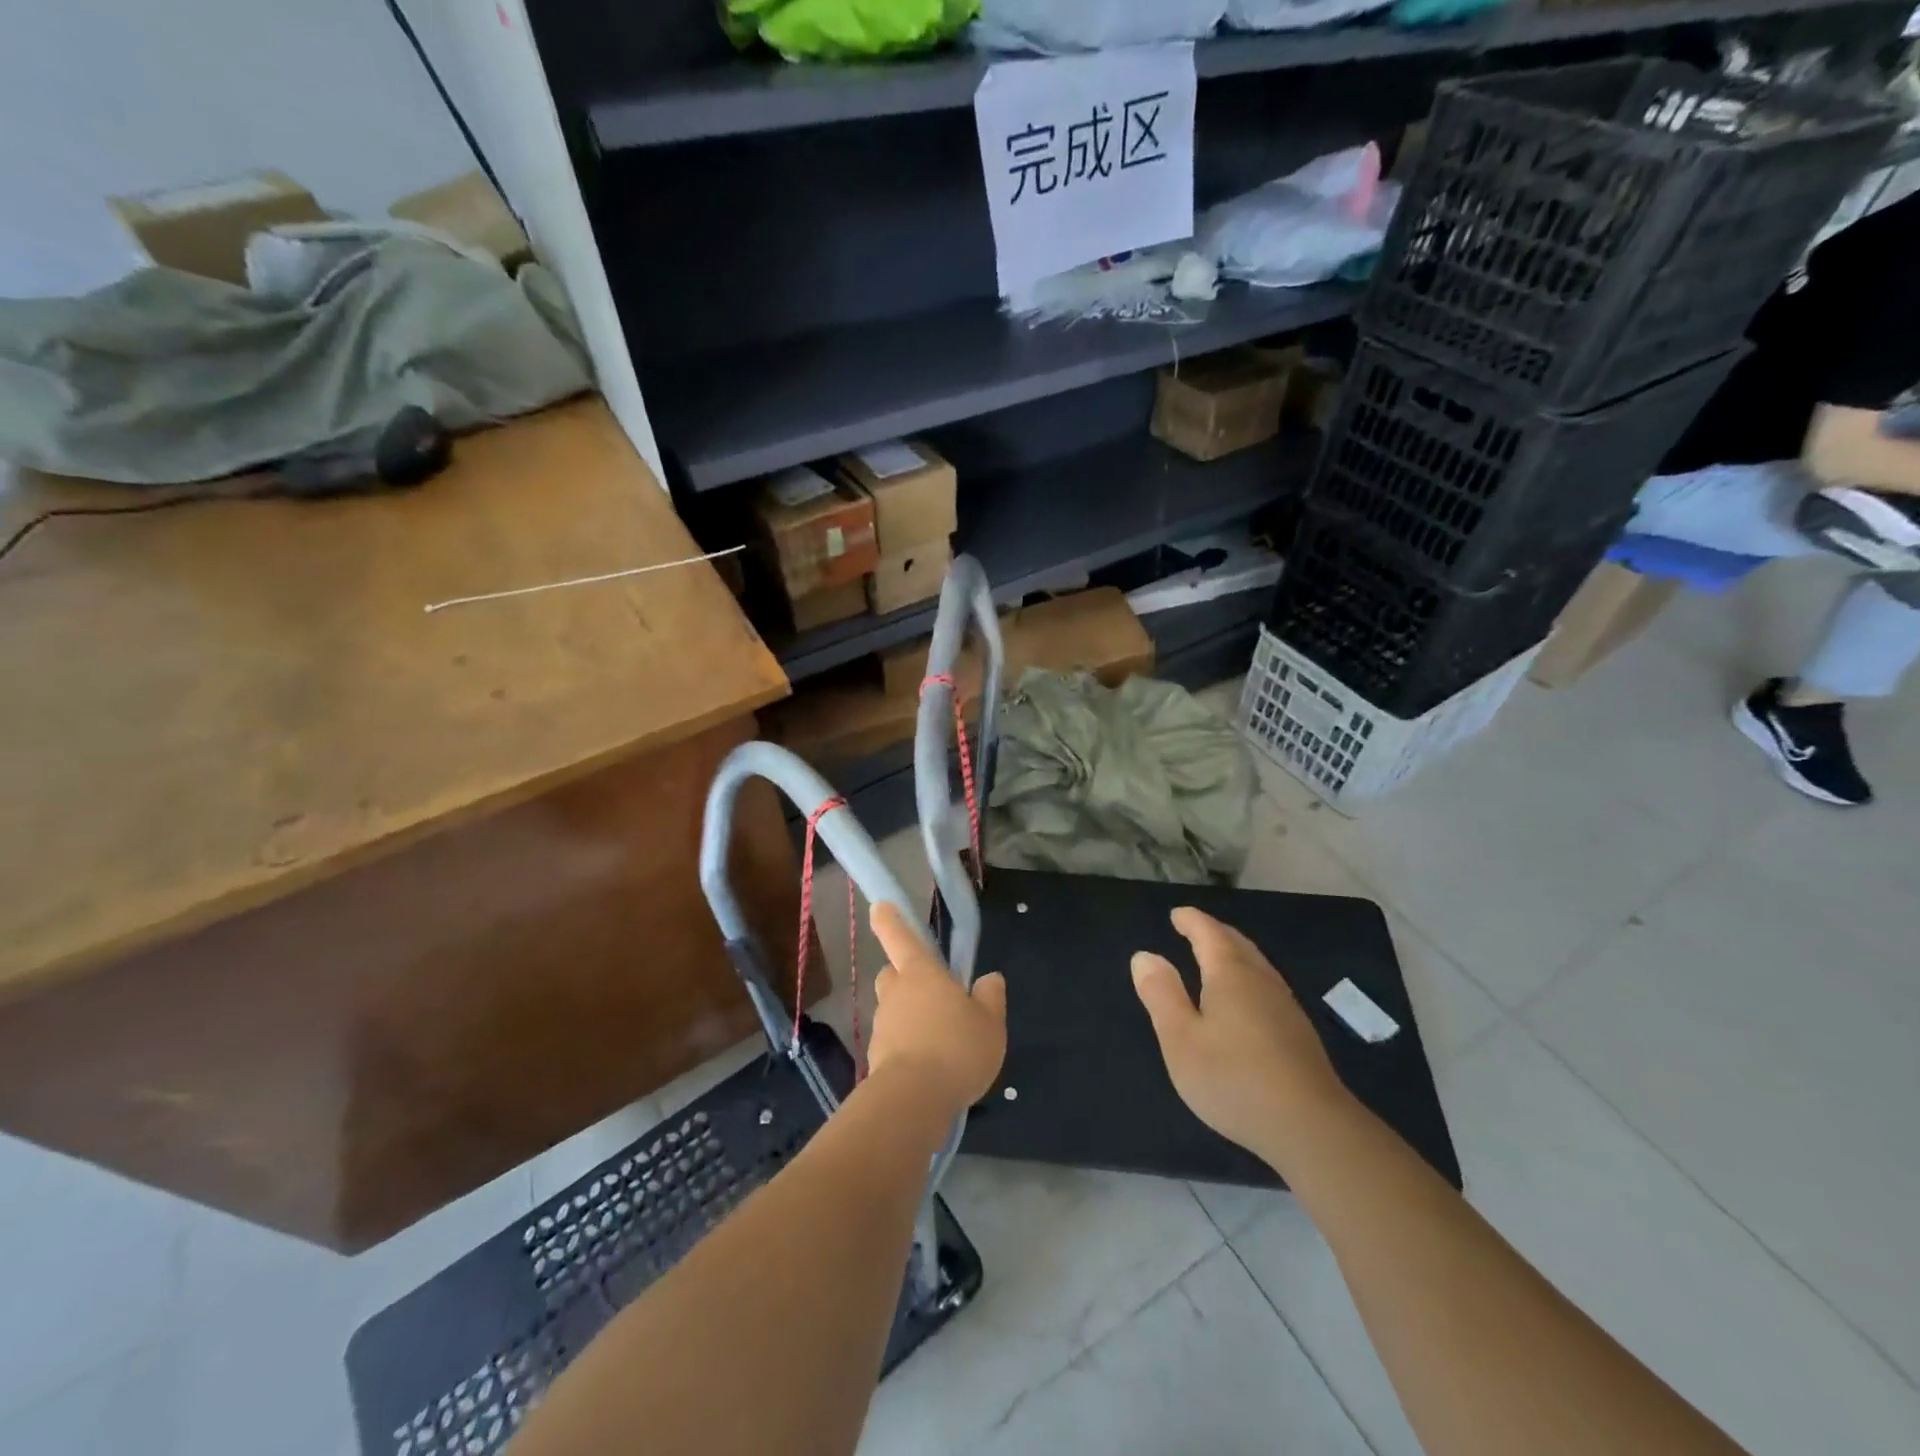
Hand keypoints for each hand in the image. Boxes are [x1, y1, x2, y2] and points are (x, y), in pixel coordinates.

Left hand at [867, 901, 1006, 1116]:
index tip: (878, 906)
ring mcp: (883, 1027)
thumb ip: (990, 997)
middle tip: (932, 993)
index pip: (901, 937)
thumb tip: (989, 978)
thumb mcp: (990, 1022)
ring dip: (909, 1018)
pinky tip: (930, 1069)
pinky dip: (907, 1049)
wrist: (913, 1101)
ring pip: (893, 1010)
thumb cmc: (955, 1048)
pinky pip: (894, 1043)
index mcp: (921, 973)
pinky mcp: (877, 1059)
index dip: (889, 919)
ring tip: (941, 1042)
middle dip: (906, 978)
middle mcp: (896, 993)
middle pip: (894, 975)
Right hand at [1132, 907, 1348, 1161]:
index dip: (1191, 921)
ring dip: (1234, 953)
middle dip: (1214, 932)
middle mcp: (1261, 981)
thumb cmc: (1234, 1079)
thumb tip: (1145, 955)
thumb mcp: (1181, 1039)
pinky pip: (1267, 986)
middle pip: (1237, 944)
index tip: (1177, 914)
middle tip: (1195, 929)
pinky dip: (1248, 976)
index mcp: (1230, 975)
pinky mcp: (1298, 1034)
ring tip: (1217, 958)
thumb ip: (1161, 995)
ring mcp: (1285, 1007)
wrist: (1311, 1128)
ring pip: (1257, 965)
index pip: (1209, 934)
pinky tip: (1246, 1000)